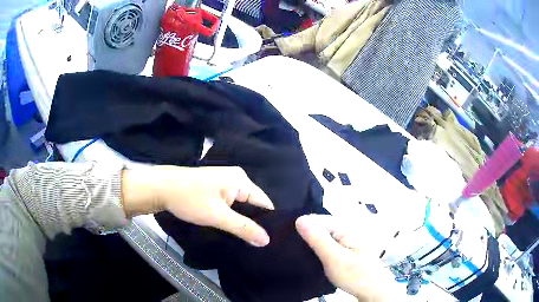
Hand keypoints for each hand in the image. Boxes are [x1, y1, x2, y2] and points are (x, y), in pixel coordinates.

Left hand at [122, 166, 273, 246]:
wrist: (161, 187)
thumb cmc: (189, 199)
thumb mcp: (217, 216)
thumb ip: (243, 228)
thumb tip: (267, 240)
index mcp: (241, 180)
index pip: (264, 203)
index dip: (268, 222)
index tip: (269, 241)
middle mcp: (237, 178)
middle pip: (254, 204)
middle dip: (255, 222)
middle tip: (258, 243)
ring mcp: (225, 182)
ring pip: (241, 205)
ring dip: (242, 220)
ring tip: (248, 239)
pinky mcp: (216, 187)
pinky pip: (231, 203)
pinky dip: (232, 215)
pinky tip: (232, 227)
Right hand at [295, 215, 396, 300]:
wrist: (371, 289)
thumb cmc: (354, 274)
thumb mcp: (333, 258)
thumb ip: (318, 239)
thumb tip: (300, 219)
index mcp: (345, 227)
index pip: (317, 219)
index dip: (303, 228)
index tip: (290, 241)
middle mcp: (346, 228)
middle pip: (320, 226)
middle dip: (307, 235)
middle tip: (295, 250)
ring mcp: (346, 238)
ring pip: (323, 235)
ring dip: (312, 243)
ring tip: (300, 254)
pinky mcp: (345, 248)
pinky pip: (328, 243)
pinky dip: (319, 249)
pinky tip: (313, 257)